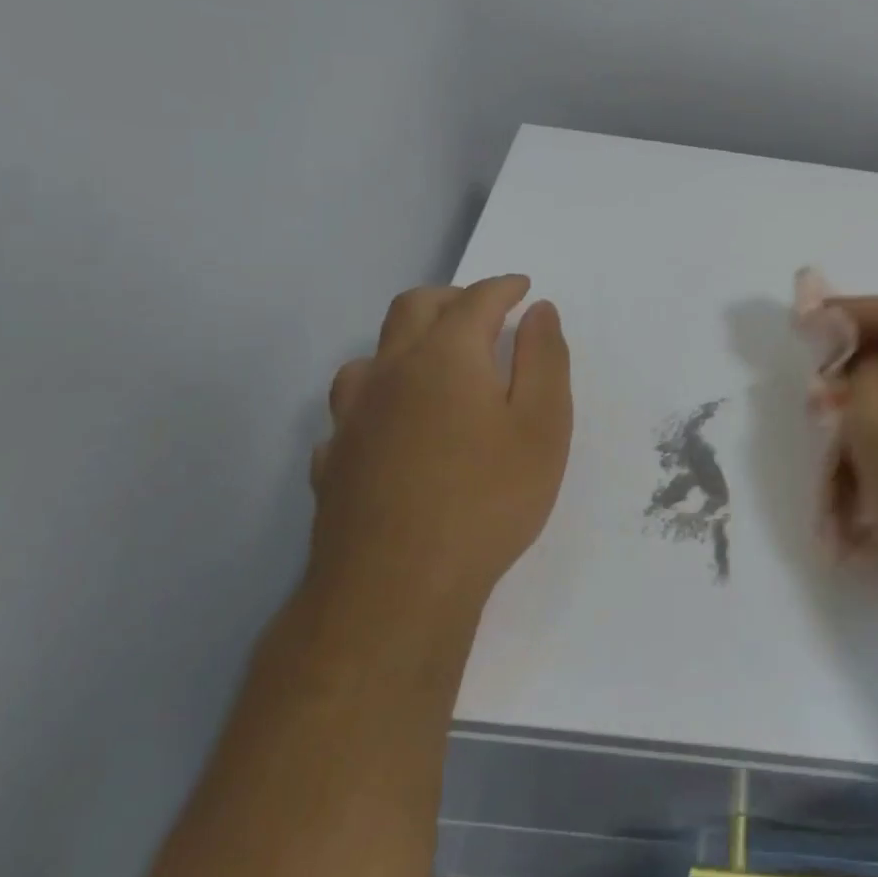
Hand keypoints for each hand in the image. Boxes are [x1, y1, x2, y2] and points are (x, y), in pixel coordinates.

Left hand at [305, 275, 572, 636]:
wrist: (397, 588)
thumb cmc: (488, 499)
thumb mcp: (543, 426)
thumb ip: (544, 359)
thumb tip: (539, 310)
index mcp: (445, 355)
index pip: (476, 299)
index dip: (503, 288)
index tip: (523, 288)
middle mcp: (391, 372)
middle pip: (413, 308)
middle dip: (451, 298)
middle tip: (482, 311)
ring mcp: (353, 417)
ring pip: (372, 355)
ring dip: (406, 343)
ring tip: (434, 364)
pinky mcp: (333, 460)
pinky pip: (353, 410)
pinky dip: (380, 399)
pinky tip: (393, 426)